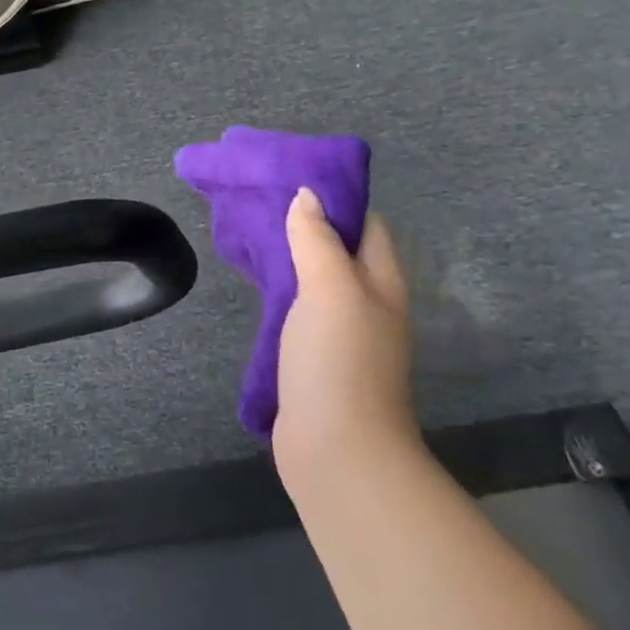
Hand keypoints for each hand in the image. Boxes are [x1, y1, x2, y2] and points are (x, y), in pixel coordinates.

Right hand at [272, 187, 419, 487]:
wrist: (337, 450)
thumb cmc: (339, 360)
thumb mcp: (330, 289)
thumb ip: (317, 240)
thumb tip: (307, 195)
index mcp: (381, 284)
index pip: (367, 227)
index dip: (336, 200)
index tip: (291, 179)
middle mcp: (367, 305)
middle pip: (340, 252)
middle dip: (305, 225)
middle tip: (258, 204)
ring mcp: (341, 335)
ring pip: (315, 282)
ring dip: (289, 259)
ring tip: (248, 238)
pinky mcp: (314, 359)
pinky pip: (297, 311)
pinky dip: (278, 292)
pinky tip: (253, 288)